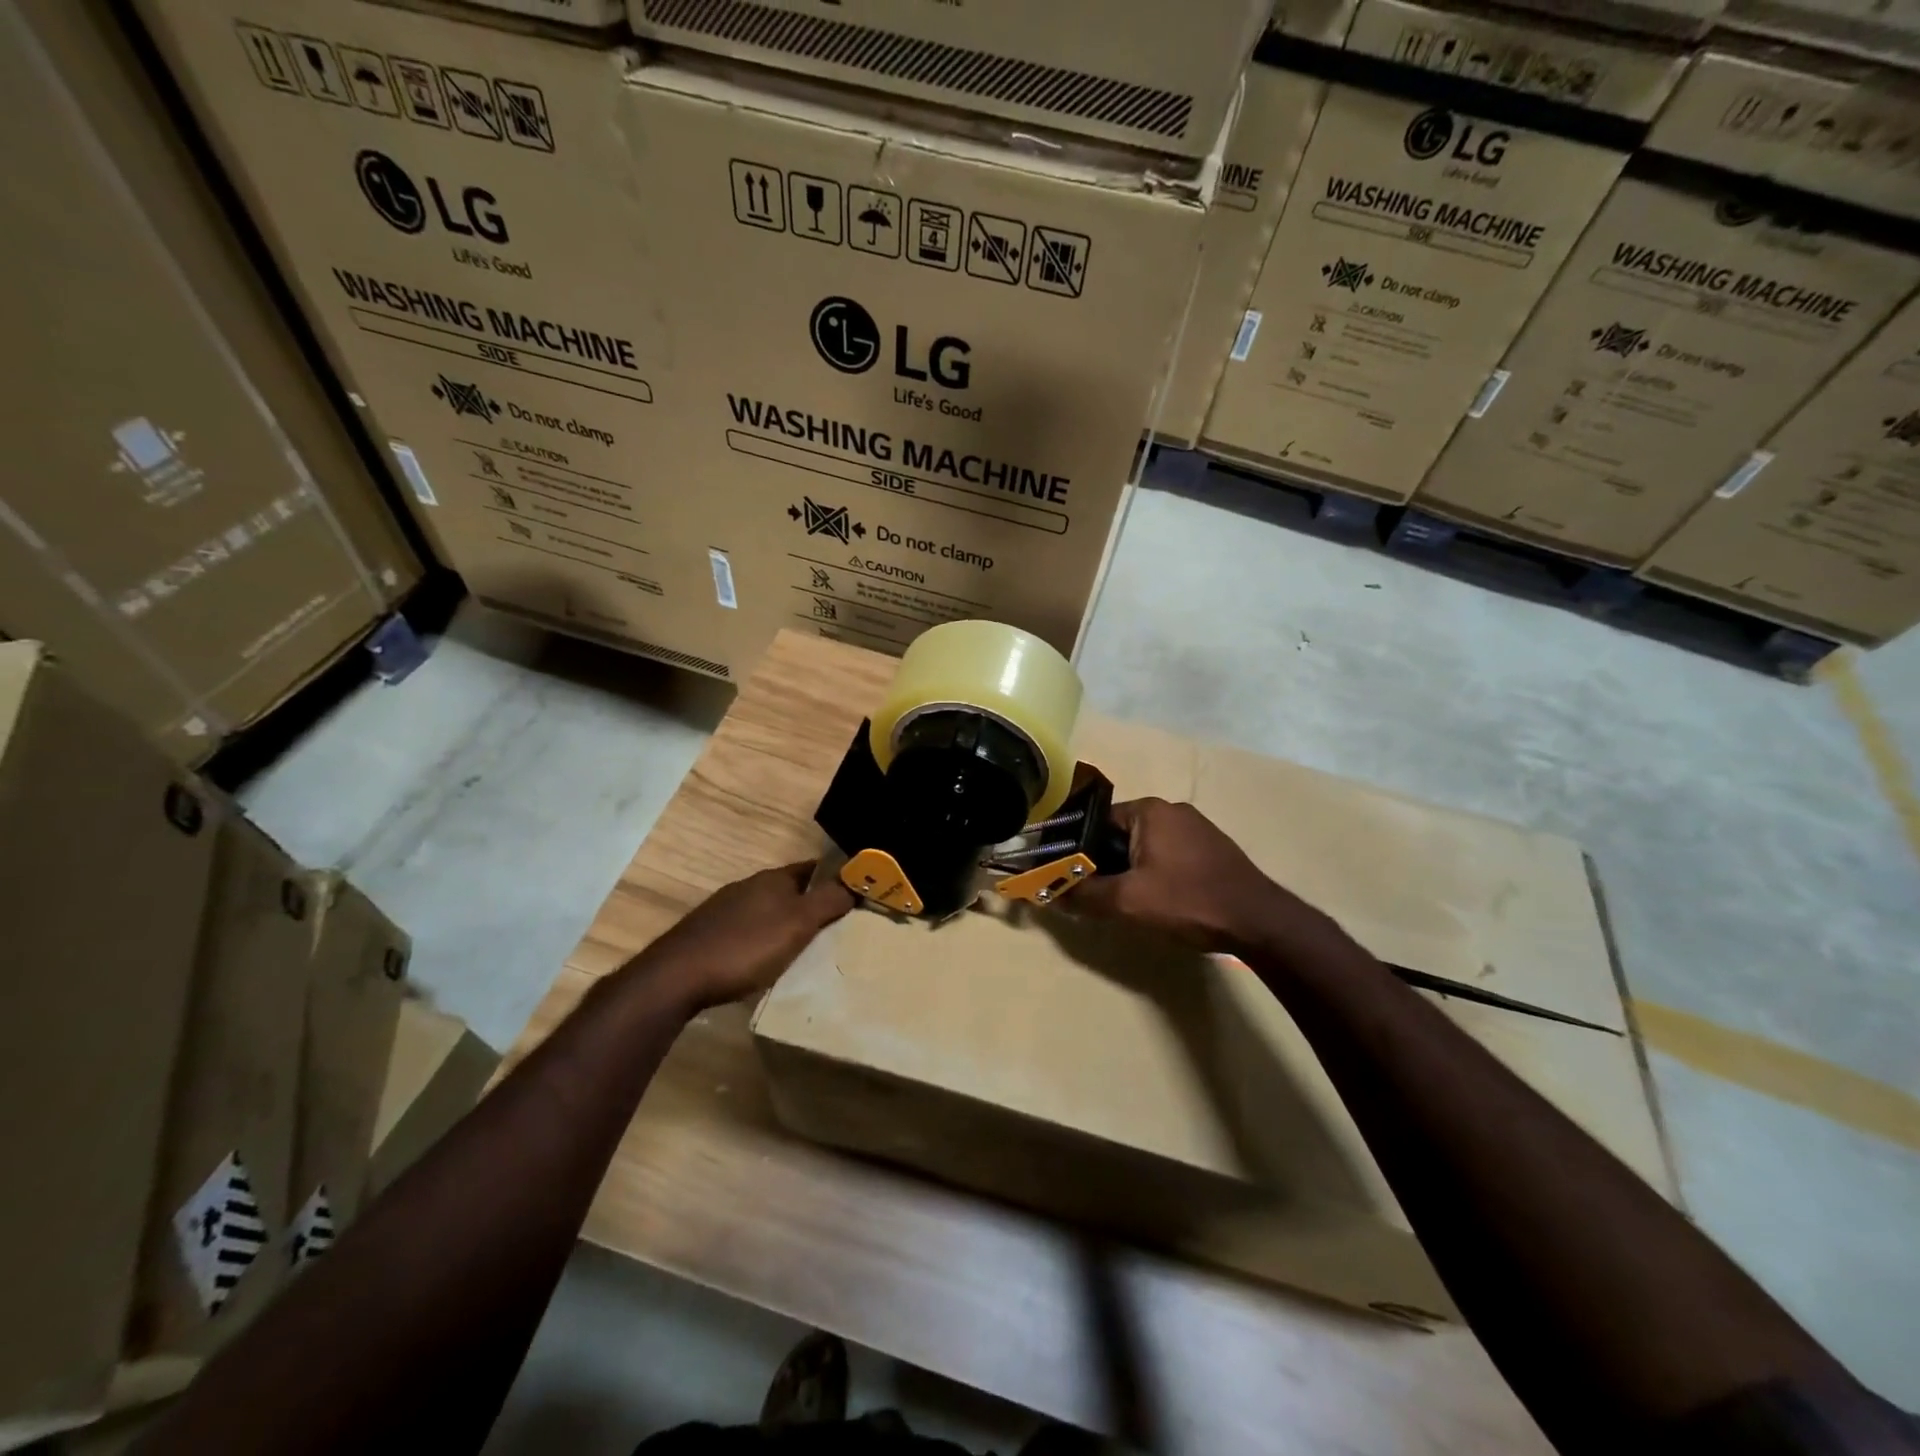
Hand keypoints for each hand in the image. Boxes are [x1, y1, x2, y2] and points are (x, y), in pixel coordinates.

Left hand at [639, 863, 854, 1009]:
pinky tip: (764, 960)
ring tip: (804, 947)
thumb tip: (856, 882)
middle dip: (811, 903)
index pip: (812, 869)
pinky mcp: (708, 934)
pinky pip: (747, 930)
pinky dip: (763, 940)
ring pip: (767, 910)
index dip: (834, 879)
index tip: (855, 894)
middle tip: (835, 926)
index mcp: (772, 879)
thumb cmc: (746, 946)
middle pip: (789, 890)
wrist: (677, 976)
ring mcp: (725, 910)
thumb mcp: (797, 923)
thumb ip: (828, 901)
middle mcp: (748, 887)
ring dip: (785, 923)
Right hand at [1068, 798, 1320, 954]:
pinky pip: (1169, 855)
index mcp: (1149, 810)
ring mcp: (1196, 828)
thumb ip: (1085, 895)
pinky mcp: (1212, 849)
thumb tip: (1050, 894)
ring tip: (1125, 901)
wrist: (1257, 921)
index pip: (1097, 822)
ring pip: (1145, 847)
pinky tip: (1159, 901)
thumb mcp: (1128, 901)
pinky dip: (1156, 873)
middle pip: (1120, 834)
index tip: (1069, 877)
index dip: (1079, 851)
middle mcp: (1172, 810)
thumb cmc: (1187, 901)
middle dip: (1106, 863)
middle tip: (1095, 894)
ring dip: (1131, 871)